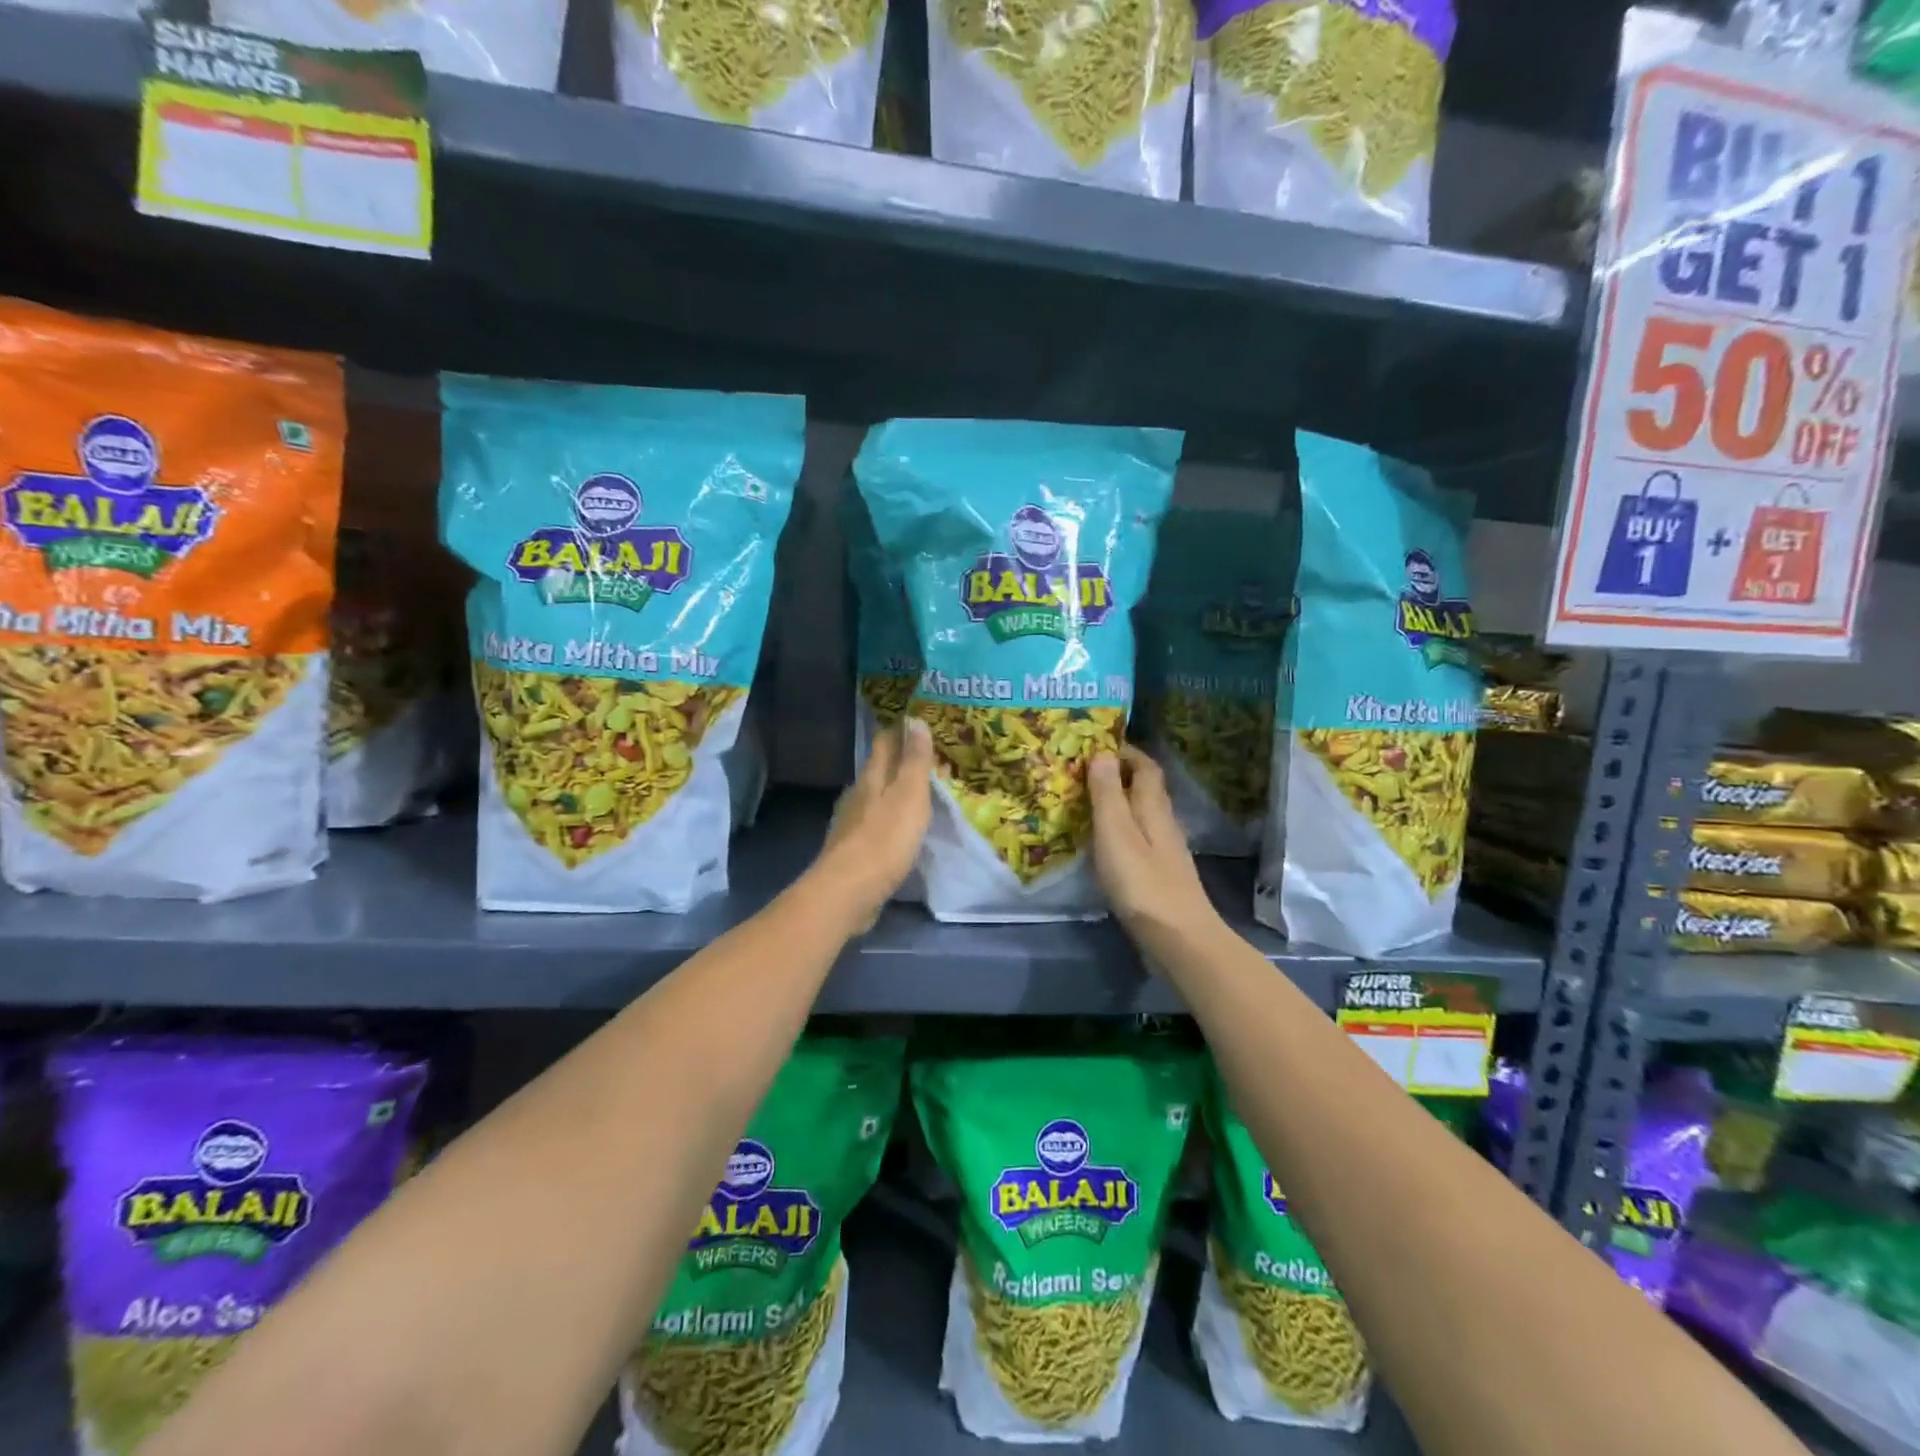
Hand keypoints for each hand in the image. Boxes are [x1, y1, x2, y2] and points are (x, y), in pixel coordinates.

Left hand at [812, 717, 933, 930]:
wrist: (847, 893)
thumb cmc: (884, 840)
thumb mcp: (909, 795)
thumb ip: (913, 760)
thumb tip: (913, 718)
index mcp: (871, 778)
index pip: (884, 743)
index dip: (899, 731)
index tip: (916, 721)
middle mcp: (856, 796)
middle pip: (877, 770)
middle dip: (897, 761)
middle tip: (925, 757)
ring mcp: (850, 825)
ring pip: (874, 798)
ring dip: (892, 792)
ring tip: (915, 793)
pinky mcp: (851, 852)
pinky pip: (873, 825)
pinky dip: (887, 820)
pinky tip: (897, 829)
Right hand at [1088, 747, 1218, 948]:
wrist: (1180, 940)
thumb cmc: (1143, 884)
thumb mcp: (1116, 833)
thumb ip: (1107, 794)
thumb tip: (1101, 752)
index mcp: (1153, 808)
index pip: (1145, 766)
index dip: (1125, 752)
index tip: (1096, 745)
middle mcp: (1163, 823)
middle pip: (1146, 788)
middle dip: (1119, 774)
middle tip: (1084, 772)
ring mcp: (1165, 851)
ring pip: (1142, 813)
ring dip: (1119, 802)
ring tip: (1087, 802)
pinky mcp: (1160, 875)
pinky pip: (1139, 838)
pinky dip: (1121, 829)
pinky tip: (1104, 843)